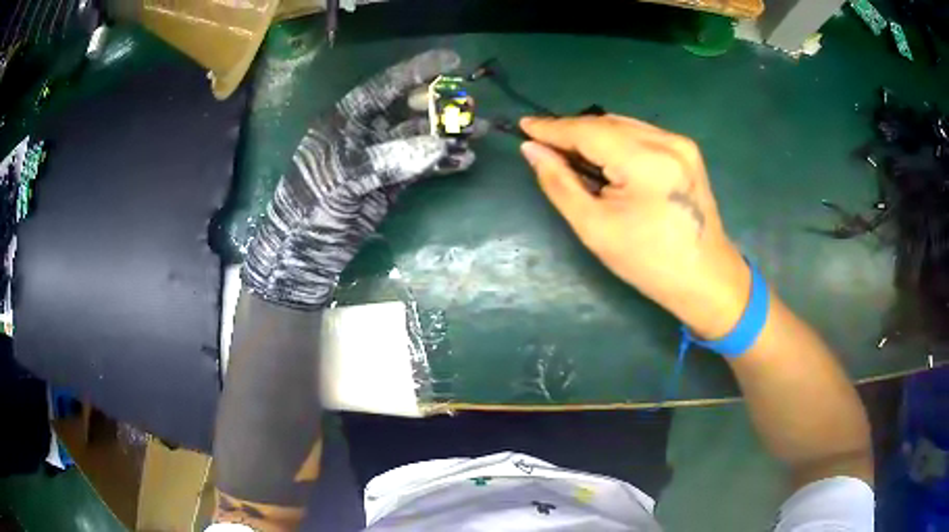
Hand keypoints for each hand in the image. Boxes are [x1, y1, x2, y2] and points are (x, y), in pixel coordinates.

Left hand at [242, 49, 473, 308]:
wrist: (302, 254)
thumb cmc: (311, 208)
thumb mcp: (341, 178)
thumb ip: (388, 159)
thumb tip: (439, 145)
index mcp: (346, 120)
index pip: (385, 86)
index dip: (418, 71)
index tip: (453, 61)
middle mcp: (365, 133)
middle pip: (409, 110)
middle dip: (440, 106)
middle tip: (470, 107)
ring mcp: (380, 159)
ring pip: (420, 139)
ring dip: (448, 135)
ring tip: (478, 132)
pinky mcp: (391, 185)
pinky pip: (422, 167)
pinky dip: (443, 163)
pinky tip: (464, 160)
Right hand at [520, 114, 749, 338]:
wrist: (706, 278)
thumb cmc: (648, 263)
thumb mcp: (595, 228)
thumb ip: (560, 183)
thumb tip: (532, 150)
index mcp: (646, 162)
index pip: (588, 131)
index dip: (552, 128)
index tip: (523, 125)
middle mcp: (667, 141)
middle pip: (606, 123)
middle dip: (572, 131)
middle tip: (542, 143)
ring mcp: (681, 143)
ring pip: (624, 125)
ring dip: (593, 134)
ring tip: (569, 150)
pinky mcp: (687, 150)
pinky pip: (641, 134)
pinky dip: (616, 140)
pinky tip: (604, 156)